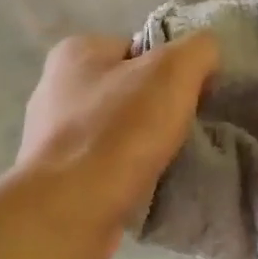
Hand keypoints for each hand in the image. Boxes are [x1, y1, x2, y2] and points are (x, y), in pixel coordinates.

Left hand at [16, 33, 218, 258]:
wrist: (71, 210)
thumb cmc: (120, 131)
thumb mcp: (173, 72)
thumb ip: (198, 49)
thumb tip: (206, 53)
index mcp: (75, 52)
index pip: (139, 48)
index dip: (173, 70)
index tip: (192, 97)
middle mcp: (54, 87)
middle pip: (128, 89)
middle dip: (158, 109)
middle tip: (182, 130)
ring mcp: (50, 135)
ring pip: (117, 129)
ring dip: (142, 143)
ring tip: (167, 161)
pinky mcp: (55, 176)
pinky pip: (104, 163)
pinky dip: (125, 171)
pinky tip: (142, 183)